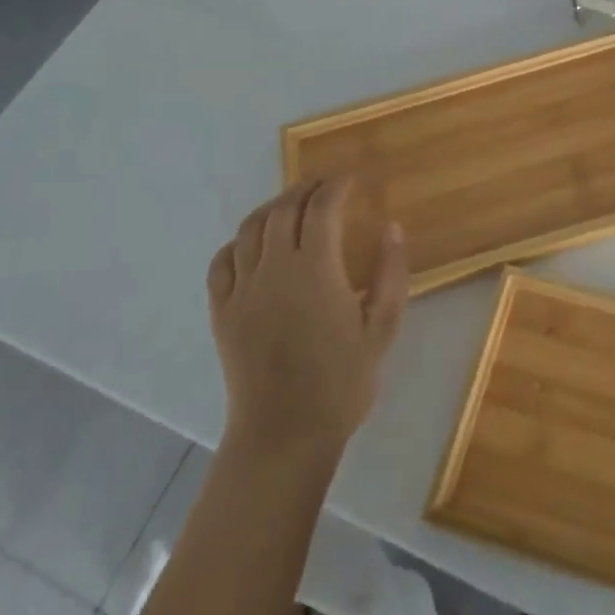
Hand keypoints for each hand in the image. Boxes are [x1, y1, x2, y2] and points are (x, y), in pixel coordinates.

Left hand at [207, 178, 406, 463]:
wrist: (284, 435)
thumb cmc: (342, 383)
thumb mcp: (383, 329)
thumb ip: (391, 273)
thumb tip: (392, 227)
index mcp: (315, 270)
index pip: (322, 207)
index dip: (337, 185)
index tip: (353, 179)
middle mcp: (274, 269)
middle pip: (284, 209)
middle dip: (307, 188)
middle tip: (328, 186)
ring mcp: (242, 289)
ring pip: (250, 228)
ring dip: (273, 207)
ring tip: (293, 206)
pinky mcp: (221, 311)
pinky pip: (222, 261)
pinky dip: (239, 242)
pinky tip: (255, 245)